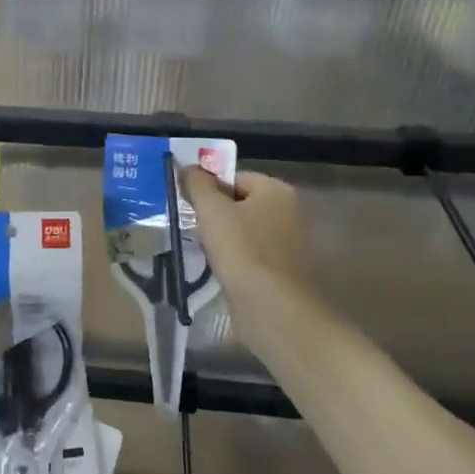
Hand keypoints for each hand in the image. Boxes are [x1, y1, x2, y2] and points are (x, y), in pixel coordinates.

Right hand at [181, 167, 310, 296]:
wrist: (269, 306)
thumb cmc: (241, 250)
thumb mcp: (212, 210)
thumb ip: (197, 184)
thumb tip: (187, 167)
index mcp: (276, 190)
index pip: (234, 176)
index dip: (207, 187)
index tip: (187, 203)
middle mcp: (287, 211)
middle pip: (239, 202)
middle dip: (213, 213)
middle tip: (190, 224)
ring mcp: (286, 242)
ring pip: (242, 229)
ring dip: (220, 237)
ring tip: (200, 247)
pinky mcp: (280, 269)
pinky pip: (248, 253)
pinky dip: (232, 257)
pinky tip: (217, 267)